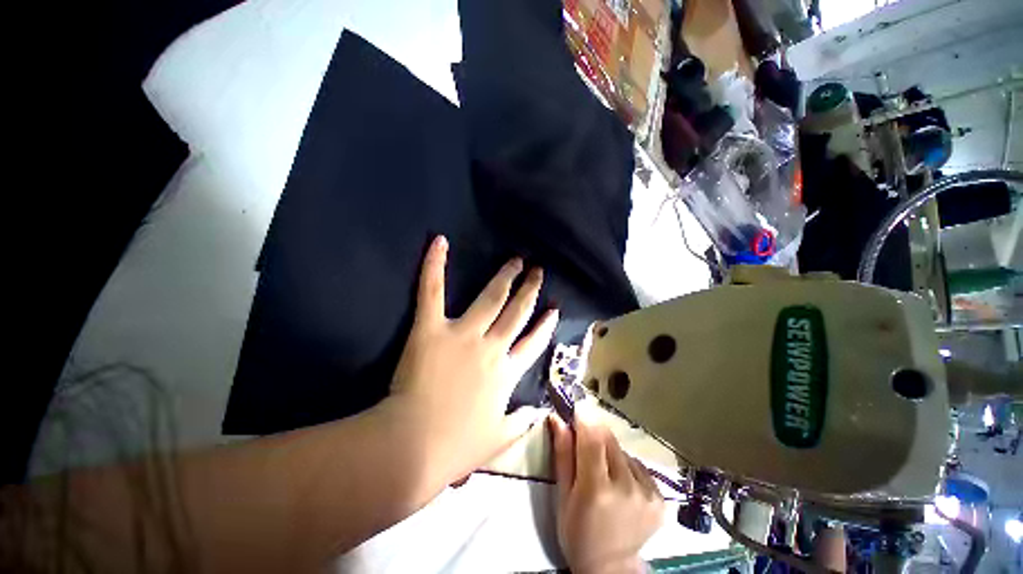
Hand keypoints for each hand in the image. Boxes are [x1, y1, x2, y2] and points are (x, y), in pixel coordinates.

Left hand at [388, 235, 558, 486]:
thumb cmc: (456, 446)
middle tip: (538, 271)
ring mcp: (464, 334)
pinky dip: (434, 265)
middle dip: (530, 290)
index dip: (546, 325)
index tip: (554, 309)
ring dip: (506, 276)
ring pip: (492, 297)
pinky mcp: (431, 328)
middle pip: (518, 312)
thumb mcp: (498, 440)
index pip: (534, 343)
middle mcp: (492, 347)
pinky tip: (440, 241)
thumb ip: (522, 423)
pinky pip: (433, 291)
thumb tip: (539, 412)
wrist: (414, 446)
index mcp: (507, 373)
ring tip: (517, 260)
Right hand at [550, 408, 664, 573]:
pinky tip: (619, 482)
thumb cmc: (577, 531)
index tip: (577, 403)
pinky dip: (624, 464)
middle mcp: (627, 487)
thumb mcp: (562, 495)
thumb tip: (557, 418)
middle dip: (594, 433)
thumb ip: (562, 454)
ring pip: (622, 450)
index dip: (585, 416)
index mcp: (597, 489)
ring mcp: (647, 493)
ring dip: (609, 450)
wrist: (611, 567)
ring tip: (602, 470)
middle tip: (584, 443)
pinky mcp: (659, 497)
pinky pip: (636, 464)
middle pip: (608, 439)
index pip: (592, 437)